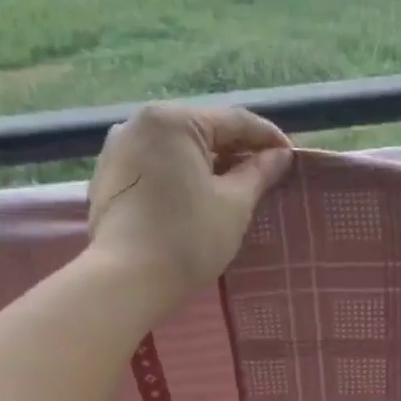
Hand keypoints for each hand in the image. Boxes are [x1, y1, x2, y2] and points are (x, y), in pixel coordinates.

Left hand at [86, 103, 292, 302]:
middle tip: (266, 175)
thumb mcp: (235, 205)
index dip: (268, 138)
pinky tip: (197, 199)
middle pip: (202, 131)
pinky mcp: (108, 178)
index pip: (234, 120)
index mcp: (173, 120)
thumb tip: (280, 156)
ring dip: (208, 165)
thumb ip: (259, 173)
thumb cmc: (188, 238)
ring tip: (234, 188)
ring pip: (177, 150)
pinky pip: (155, 167)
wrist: (126, 280)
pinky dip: (181, 177)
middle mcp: (139, 123)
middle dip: (236, 151)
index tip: (291, 158)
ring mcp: (118, 149)